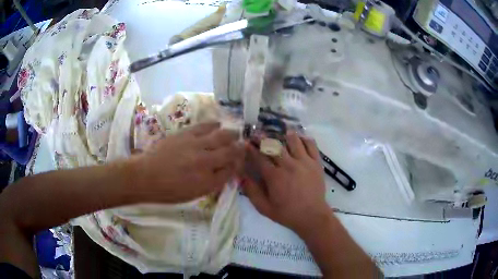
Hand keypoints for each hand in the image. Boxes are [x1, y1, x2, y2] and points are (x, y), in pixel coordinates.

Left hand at [131, 122, 242, 202]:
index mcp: (207, 181)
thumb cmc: (169, 190)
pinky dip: (214, 125)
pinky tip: (218, 124)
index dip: (238, 165)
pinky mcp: (186, 134)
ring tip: (234, 133)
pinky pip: (205, 126)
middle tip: (242, 145)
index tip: (240, 161)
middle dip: (239, 148)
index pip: (231, 170)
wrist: (146, 176)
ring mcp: (195, 145)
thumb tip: (226, 171)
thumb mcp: (194, 194)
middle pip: (230, 151)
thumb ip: (213, 183)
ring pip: (221, 136)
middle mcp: (205, 162)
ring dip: (231, 135)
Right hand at [242, 131, 330, 235]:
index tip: (246, 143)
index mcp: (275, 176)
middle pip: (274, 145)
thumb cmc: (287, 213)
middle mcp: (289, 165)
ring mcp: (304, 162)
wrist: (312, 216)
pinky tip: (300, 139)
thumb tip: (241, 176)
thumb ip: (252, 192)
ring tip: (282, 133)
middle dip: (264, 138)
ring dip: (285, 136)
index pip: (259, 157)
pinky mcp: (316, 163)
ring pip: (293, 141)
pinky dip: (305, 139)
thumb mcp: (264, 208)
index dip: (251, 149)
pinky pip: (311, 145)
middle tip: (259, 134)